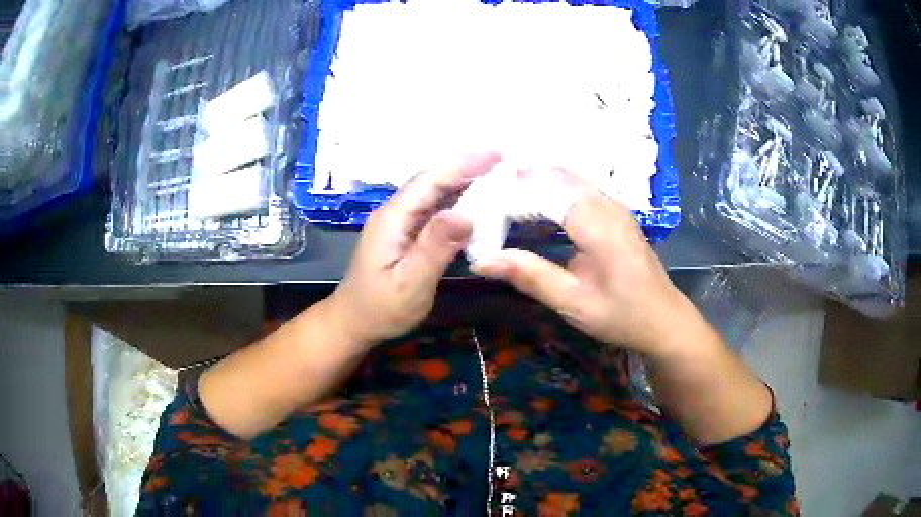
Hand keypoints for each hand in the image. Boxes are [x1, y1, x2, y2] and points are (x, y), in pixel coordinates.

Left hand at [328, 152, 502, 347]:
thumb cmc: (380, 308)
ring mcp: (400, 222)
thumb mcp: (410, 283)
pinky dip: (457, 201)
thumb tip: (465, 214)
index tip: (496, 153)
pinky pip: (434, 209)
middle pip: (433, 181)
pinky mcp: (405, 234)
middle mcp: (395, 212)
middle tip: (505, 160)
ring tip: (497, 174)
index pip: (431, 180)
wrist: (353, 323)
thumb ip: (434, 248)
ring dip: (464, 181)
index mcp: (393, 218)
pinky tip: (476, 203)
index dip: (463, 164)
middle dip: (468, 167)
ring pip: (434, 193)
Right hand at [472, 170, 702, 356]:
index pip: (545, 191)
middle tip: (485, 197)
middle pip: (556, 176)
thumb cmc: (622, 315)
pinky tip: (533, 202)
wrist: (664, 319)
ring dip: (535, 182)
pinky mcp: (615, 212)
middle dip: (519, 181)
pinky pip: (578, 187)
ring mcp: (614, 205)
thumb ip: (530, 276)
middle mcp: (607, 205)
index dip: (510, 195)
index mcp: (598, 225)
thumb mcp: (573, 303)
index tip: (480, 208)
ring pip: (567, 177)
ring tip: (501, 196)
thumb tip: (482, 261)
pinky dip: (551, 188)